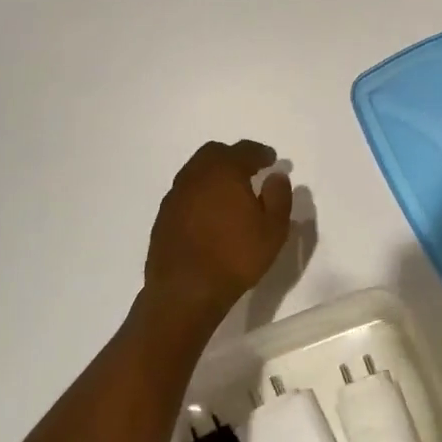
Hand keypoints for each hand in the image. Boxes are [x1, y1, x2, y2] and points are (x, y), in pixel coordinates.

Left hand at [143, 140, 292, 321]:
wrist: (185, 290)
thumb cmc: (236, 257)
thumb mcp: (273, 230)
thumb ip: (279, 197)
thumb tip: (276, 176)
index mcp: (224, 171)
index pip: (244, 150)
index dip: (260, 152)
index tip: (271, 160)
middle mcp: (195, 175)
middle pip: (214, 153)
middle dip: (233, 157)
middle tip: (249, 171)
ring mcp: (175, 195)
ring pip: (196, 171)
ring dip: (213, 174)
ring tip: (229, 193)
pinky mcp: (163, 215)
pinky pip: (185, 193)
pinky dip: (199, 193)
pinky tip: (209, 213)